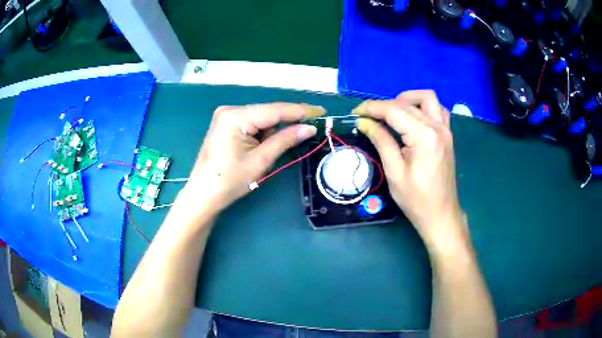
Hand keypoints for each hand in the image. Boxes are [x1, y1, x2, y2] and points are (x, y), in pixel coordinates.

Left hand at [179, 103, 324, 213]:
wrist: (203, 195)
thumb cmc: (229, 181)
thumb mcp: (260, 160)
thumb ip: (285, 140)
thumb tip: (309, 128)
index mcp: (236, 116)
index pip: (275, 110)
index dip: (300, 111)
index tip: (321, 111)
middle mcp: (230, 110)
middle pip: (268, 112)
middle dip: (287, 122)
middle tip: (309, 129)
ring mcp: (226, 116)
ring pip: (261, 118)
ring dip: (274, 130)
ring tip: (270, 152)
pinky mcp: (226, 124)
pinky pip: (252, 123)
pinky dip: (263, 133)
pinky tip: (263, 146)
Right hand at [353, 90, 465, 245]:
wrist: (441, 214)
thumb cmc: (416, 199)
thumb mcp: (394, 172)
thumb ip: (381, 141)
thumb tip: (363, 122)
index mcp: (424, 136)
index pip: (394, 110)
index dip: (372, 108)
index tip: (355, 112)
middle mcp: (437, 127)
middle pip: (407, 103)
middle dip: (384, 105)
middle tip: (367, 117)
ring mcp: (445, 129)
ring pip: (427, 98)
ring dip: (407, 100)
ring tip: (391, 113)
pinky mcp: (447, 135)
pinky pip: (437, 110)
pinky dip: (423, 107)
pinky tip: (412, 119)